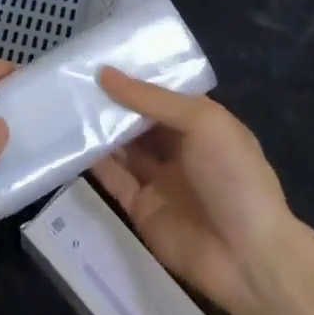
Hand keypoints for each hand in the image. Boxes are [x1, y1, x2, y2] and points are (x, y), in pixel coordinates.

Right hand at [90, 68, 298, 314]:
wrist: (248, 257)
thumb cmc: (233, 176)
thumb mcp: (202, 123)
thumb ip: (151, 99)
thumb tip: (105, 74)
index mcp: (203, 125)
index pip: (163, 94)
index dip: (136, 77)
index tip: (100, 57)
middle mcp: (181, 149)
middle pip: (140, 120)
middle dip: (112, 102)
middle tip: (74, 77)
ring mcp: (160, 180)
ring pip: (123, 147)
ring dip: (100, 128)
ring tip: (65, 102)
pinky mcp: (141, 208)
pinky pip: (114, 179)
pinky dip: (94, 162)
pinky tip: (70, 141)